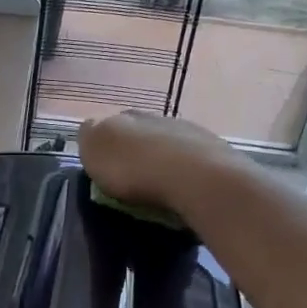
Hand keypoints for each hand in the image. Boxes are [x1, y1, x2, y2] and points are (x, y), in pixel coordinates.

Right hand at [78, 112, 240, 215]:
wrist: (195, 178)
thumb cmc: (136, 169)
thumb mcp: (96, 151)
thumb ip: (90, 137)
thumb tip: (92, 129)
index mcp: (126, 117)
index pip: (110, 126)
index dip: (106, 146)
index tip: (105, 170)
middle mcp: (159, 118)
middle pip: (142, 135)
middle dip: (136, 153)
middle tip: (132, 182)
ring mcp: (191, 133)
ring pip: (169, 146)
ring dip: (163, 163)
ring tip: (160, 189)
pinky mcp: (216, 154)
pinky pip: (192, 163)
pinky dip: (185, 175)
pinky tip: (183, 191)